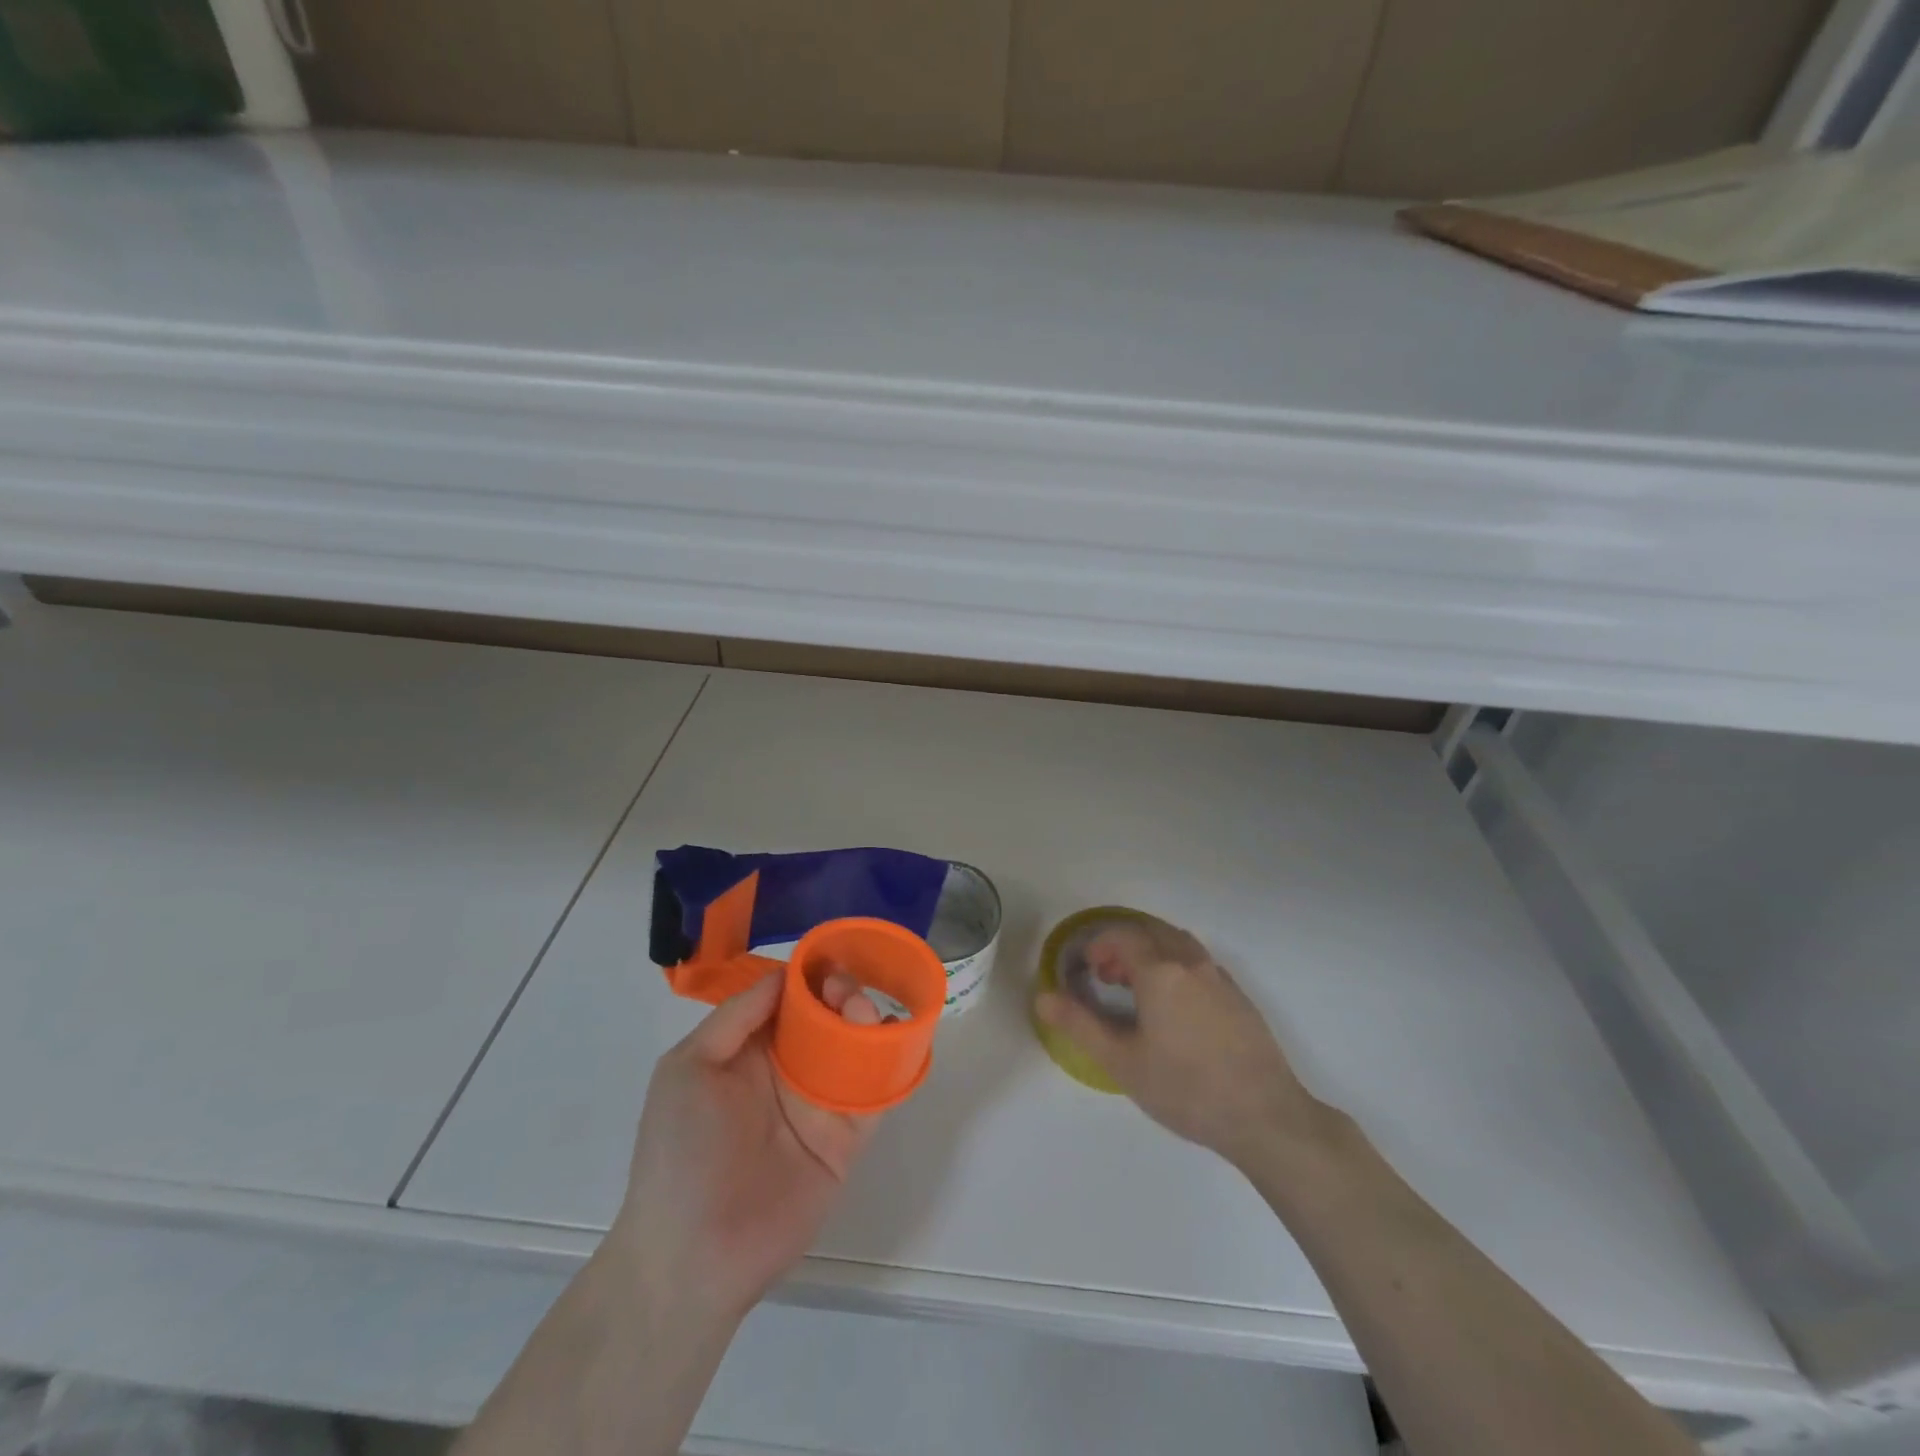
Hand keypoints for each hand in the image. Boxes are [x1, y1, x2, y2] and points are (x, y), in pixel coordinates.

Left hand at [613, 970, 884, 1322]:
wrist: (691, 1257)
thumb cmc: (680, 1151)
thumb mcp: (687, 1068)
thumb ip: (735, 1017)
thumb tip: (786, 975)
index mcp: (750, 1050)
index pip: (789, 999)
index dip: (809, 976)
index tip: (829, 960)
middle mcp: (788, 1071)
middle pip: (827, 1018)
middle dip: (842, 994)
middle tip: (846, 993)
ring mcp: (819, 1105)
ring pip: (854, 1049)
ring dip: (866, 1022)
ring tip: (863, 1014)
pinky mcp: (846, 1140)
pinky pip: (875, 1096)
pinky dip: (890, 1066)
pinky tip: (895, 1042)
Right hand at [1035, 914, 1330, 1168]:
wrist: (1265, 1117)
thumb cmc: (1186, 1089)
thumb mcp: (1122, 1062)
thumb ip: (1079, 1025)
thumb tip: (1043, 997)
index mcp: (1160, 971)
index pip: (1121, 935)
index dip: (1098, 945)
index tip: (1086, 971)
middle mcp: (1190, 962)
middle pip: (1150, 931)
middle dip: (1122, 944)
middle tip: (1106, 976)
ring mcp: (1219, 977)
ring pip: (1177, 943)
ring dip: (1150, 951)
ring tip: (1136, 988)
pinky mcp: (1238, 996)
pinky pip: (1198, 961)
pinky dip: (1175, 965)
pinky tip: (1173, 1007)